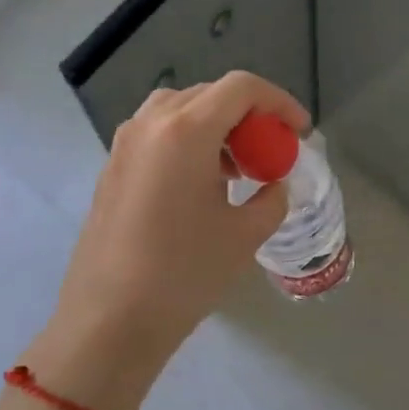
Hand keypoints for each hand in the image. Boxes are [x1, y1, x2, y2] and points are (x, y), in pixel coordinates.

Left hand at [25, 71, 309, 409]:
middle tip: (270, 151)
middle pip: (211, 94)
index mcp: (186, 131)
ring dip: (217, 126)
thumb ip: (272, 198)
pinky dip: (189, 141)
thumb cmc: (183, 274)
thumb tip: (275, 184)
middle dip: (249, 115)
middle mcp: (151, 124)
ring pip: (181, 109)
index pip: (241, 88)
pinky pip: (158, 133)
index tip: (299, 131)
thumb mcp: (245, 235)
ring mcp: (125, 143)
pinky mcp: (112, 166)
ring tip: (237, 169)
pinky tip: (201, 184)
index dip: (279, 102)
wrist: (109, 321)